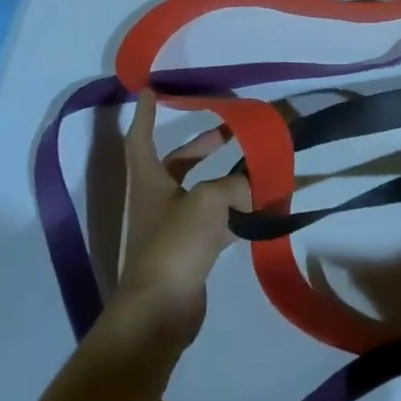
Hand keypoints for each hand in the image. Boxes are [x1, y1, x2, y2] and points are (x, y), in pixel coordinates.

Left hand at [103, 90, 252, 352]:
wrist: (160, 309)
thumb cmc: (175, 244)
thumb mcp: (209, 200)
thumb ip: (236, 184)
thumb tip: (255, 184)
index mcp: (149, 182)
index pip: (141, 139)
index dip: (144, 115)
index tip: (150, 91)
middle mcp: (156, 201)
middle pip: (177, 164)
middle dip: (202, 145)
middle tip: (230, 129)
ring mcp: (172, 228)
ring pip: (200, 192)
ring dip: (224, 177)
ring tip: (255, 166)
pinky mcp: (190, 252)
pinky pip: (215, 221)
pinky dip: (234, 211)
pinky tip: (259, 209)